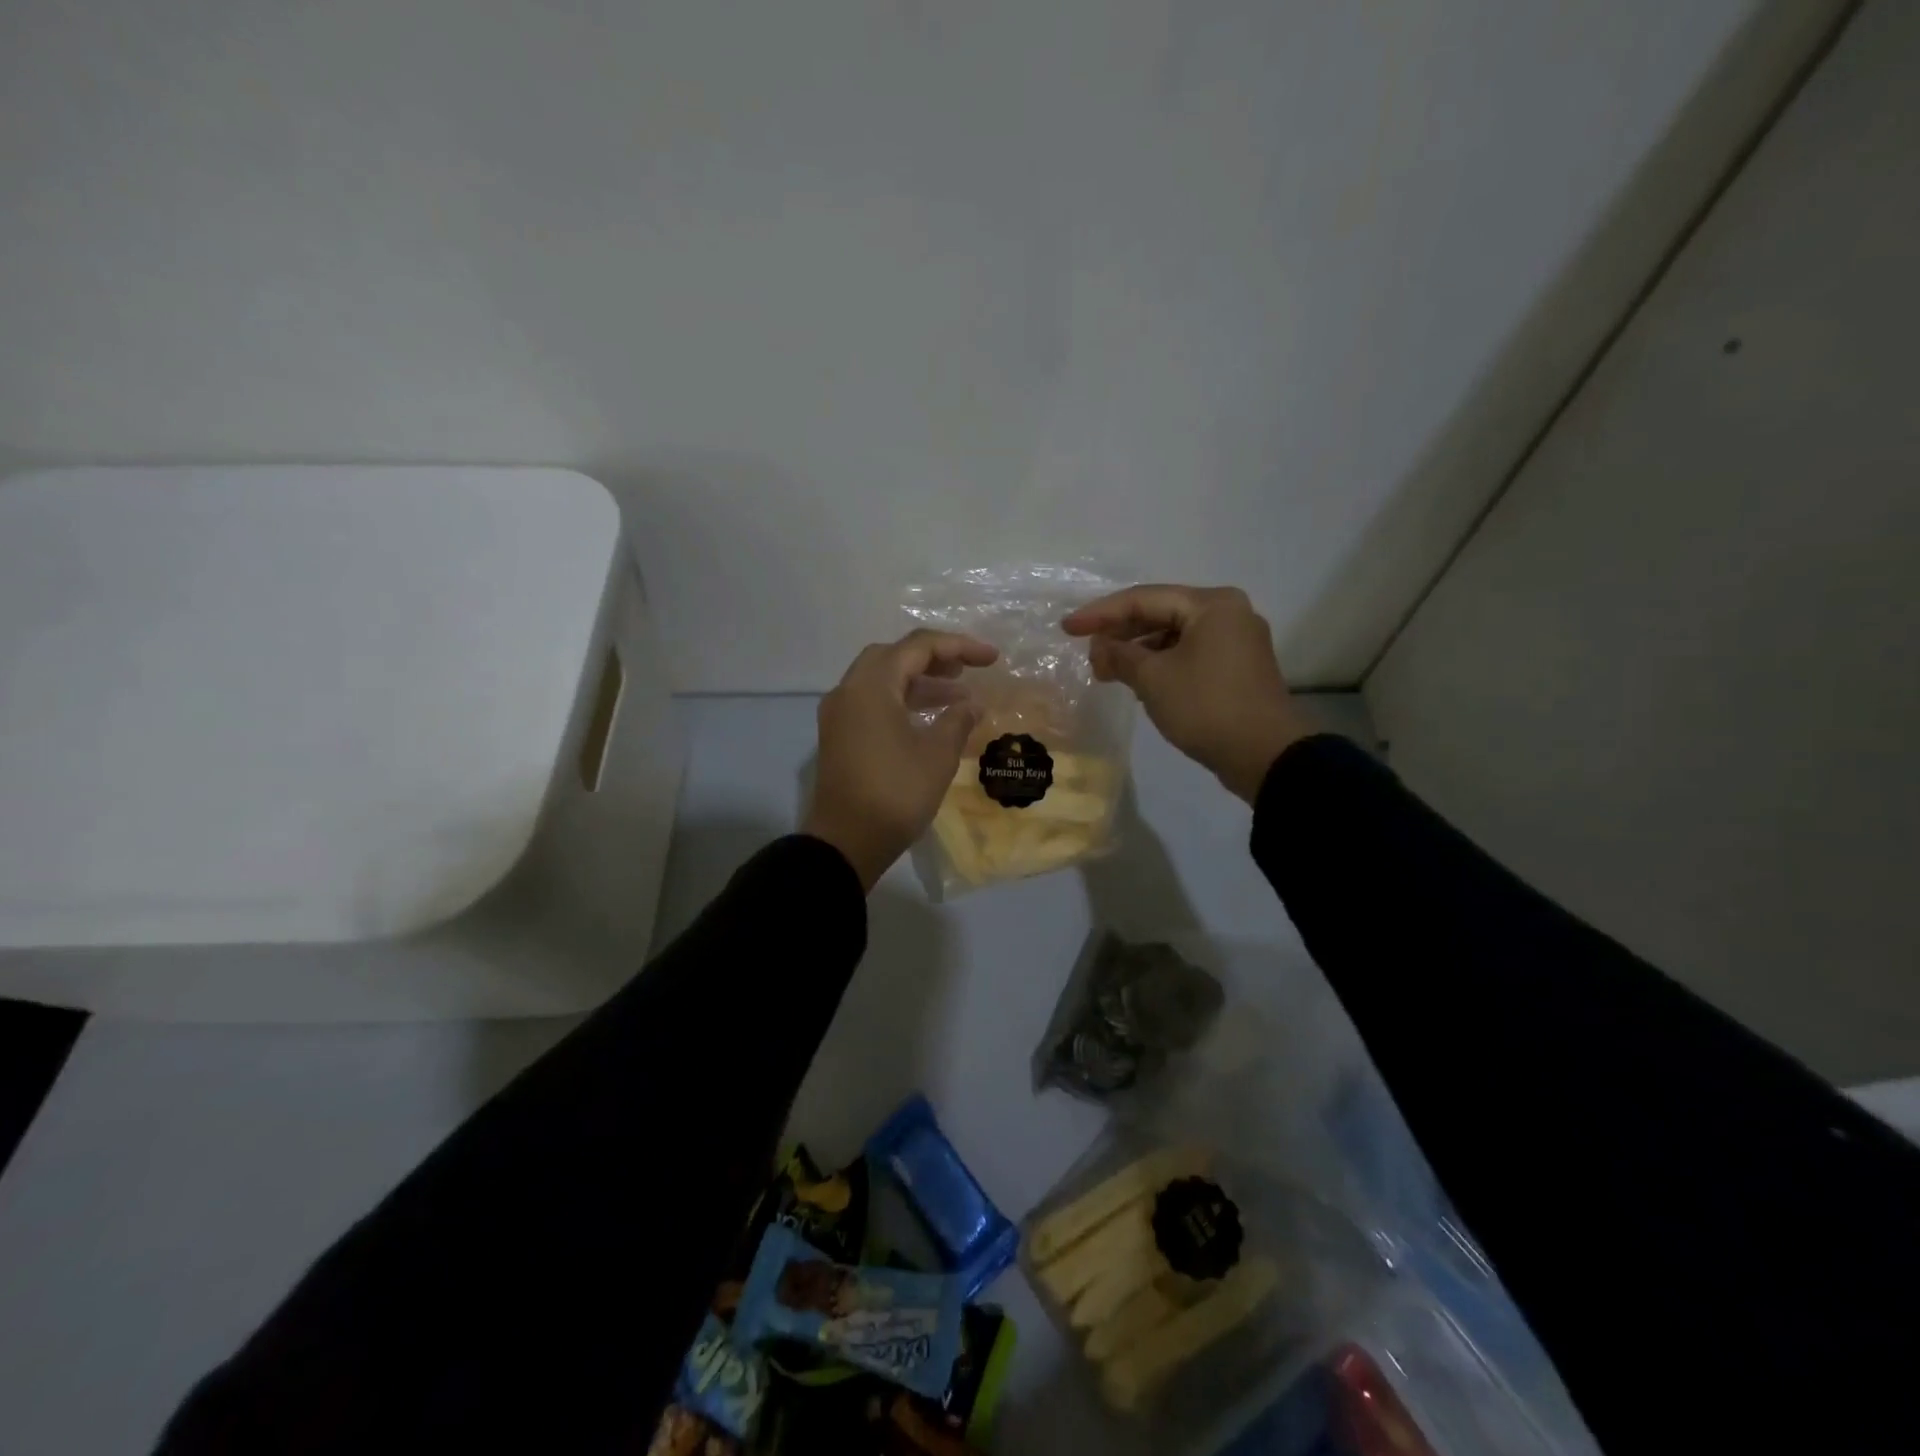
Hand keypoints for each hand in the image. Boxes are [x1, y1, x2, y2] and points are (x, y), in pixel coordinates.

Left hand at [804, 629, 999, 889]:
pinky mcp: (839, 737)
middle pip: (893, 657)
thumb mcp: (937, 755)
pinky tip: (928, 719)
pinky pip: (872, 703)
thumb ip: (957, 720)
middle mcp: (848, 691)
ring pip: (881, 681)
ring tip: (957, 696)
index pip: (917, 647)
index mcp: (871, 686)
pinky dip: (901, 702)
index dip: (959, 647)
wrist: (846, 843)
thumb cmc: (895, 794)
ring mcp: (839, 715)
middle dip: (933, 659)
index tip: (992, 659)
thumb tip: (971, 705)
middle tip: (965, 671)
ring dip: (918, 682)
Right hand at [1063, 584, 1311, 802]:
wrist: (1265, 755)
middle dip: (1120, 633)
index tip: (1067, 628)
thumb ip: (1120, 656)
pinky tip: (1138, 681)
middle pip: (1161, 613)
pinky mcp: (1237, 668)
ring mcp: (1236, 641)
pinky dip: (1161, 664)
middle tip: (1087, 652)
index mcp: (1211, 604)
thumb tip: (1100, 648)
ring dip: (1139, 651)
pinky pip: (1189, 654)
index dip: (1100, 614)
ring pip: (1174, 636)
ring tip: (1107, 670)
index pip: (1143, 599)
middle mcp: (1227, 613)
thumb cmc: (1206, 707)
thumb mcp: (1154, 679)